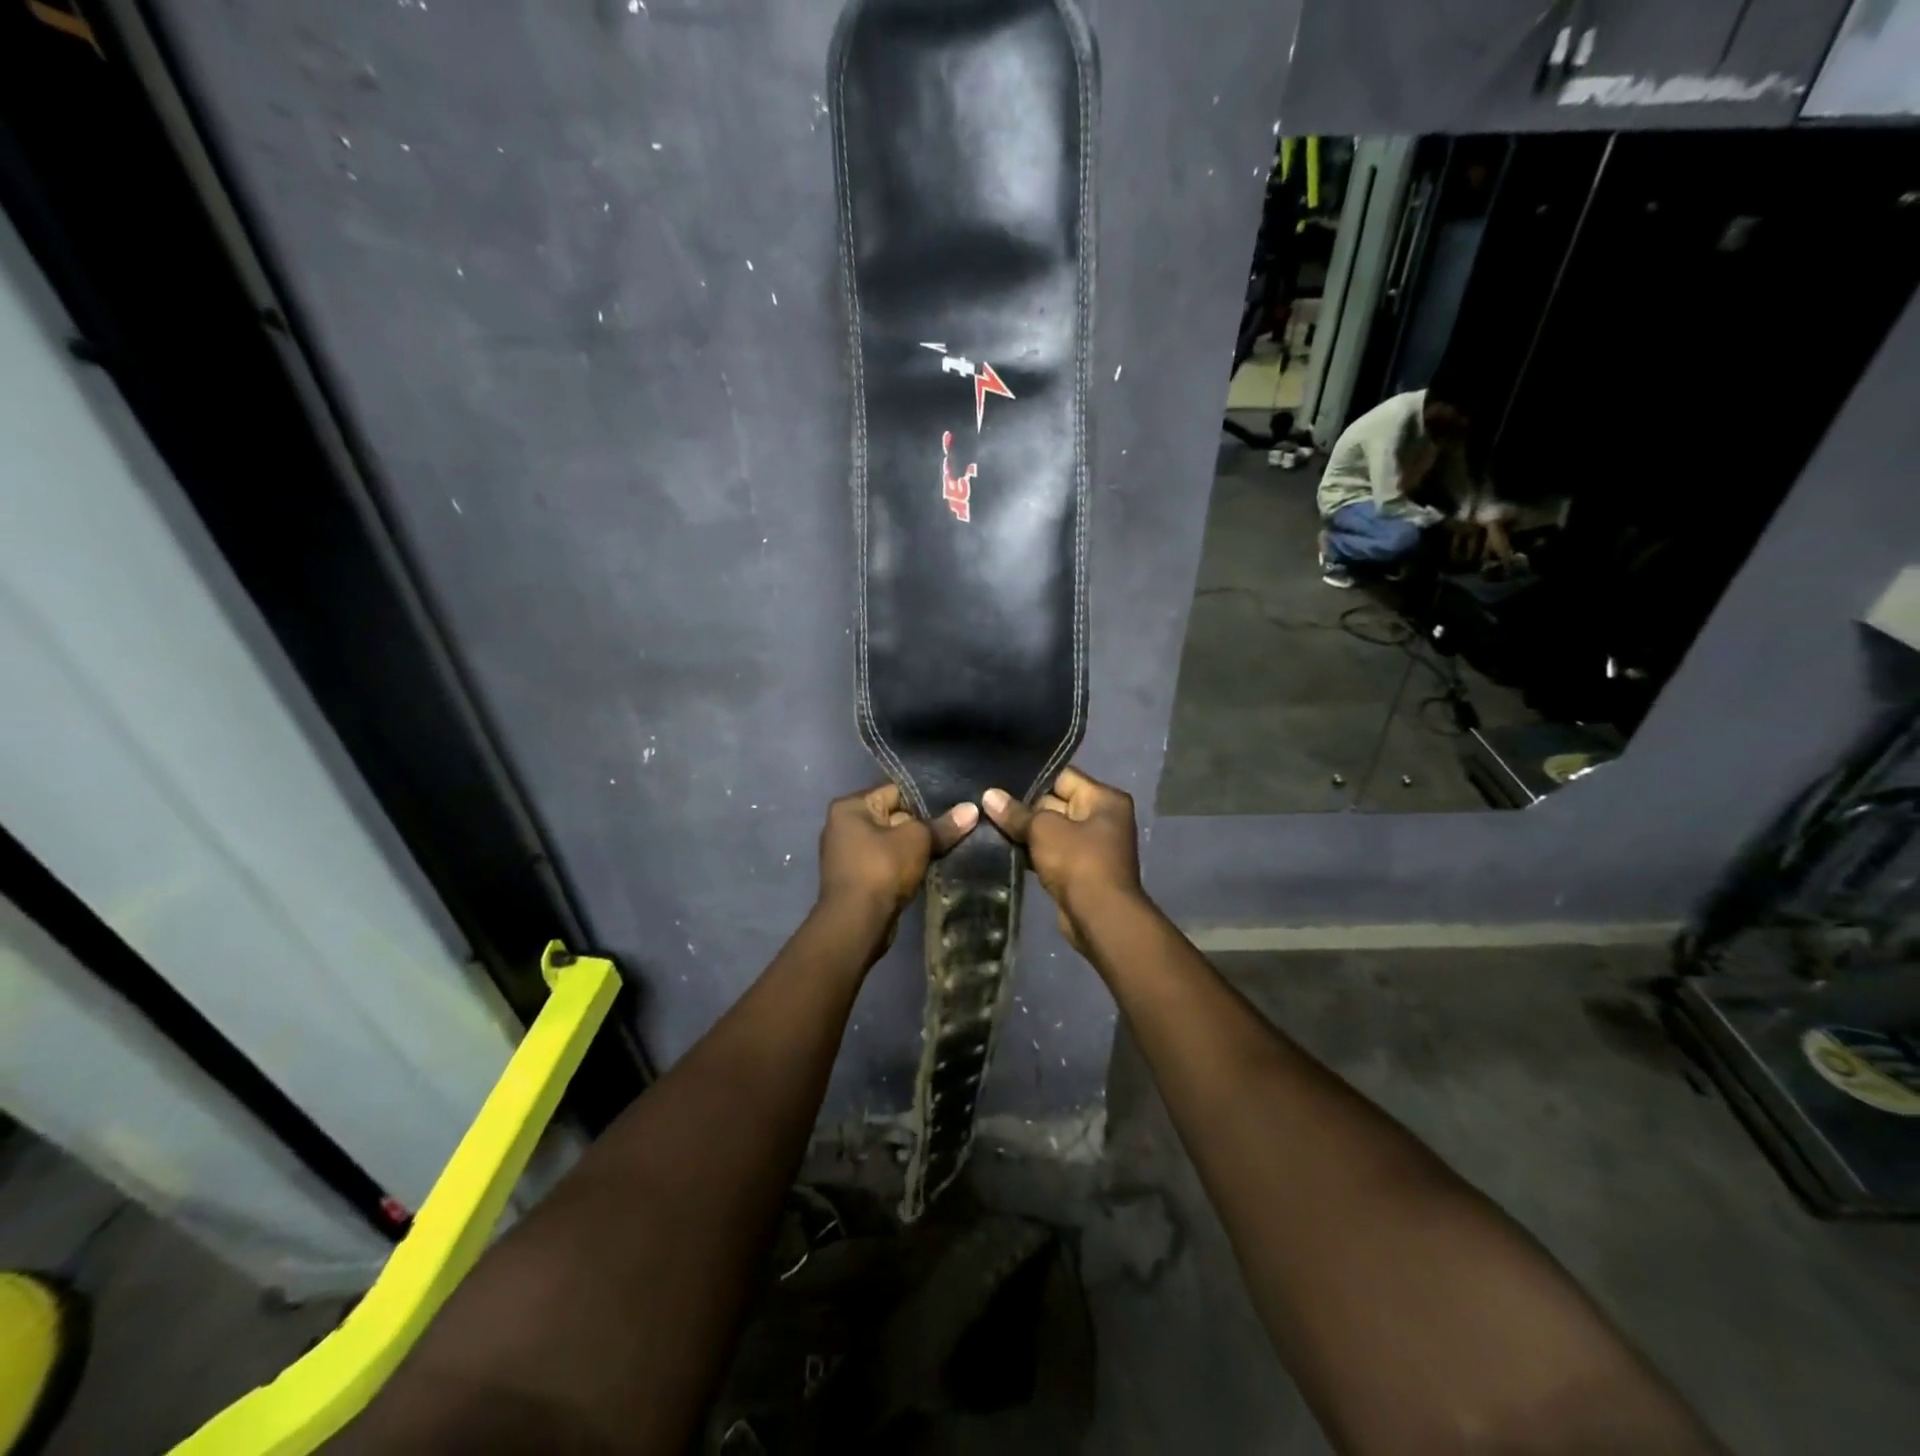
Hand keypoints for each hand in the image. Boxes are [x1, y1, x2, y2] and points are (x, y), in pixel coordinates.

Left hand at [816, 783, 977, 928]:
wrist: (856, 923)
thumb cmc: (881, 869)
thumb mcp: (917, 840)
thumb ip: (943, 825)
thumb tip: (972, 810)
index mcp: (850, 807)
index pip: (896, 791)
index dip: (926, 799)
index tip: (955, 807)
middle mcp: (843, 825)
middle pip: (894, 817)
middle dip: (923, 826)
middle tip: (956, 829)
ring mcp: (847, 854)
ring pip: (892, 843)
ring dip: (915, 850)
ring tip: (948, 849)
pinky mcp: (856, 879)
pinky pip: (887, 864)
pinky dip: (905, 867)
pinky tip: (930, 869)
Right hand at [981, 766, 1142, 953]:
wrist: (1099, 917)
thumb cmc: (1078, 862)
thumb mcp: (1043, 830)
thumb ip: (1016, 812)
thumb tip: (988, 795)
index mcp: (1104, 799)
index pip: (1062, 777)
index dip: (1031, 779)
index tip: (999, 781)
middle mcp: (1103, 818)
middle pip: (1056, 802)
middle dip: (1024, 807)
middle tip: (987, 804)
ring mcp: (1092, 846)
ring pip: (1051, 830)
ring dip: (1026, 832)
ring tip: (989, 825)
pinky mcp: (1080, 870)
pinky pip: (1051, 852)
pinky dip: (1032, 852)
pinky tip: (1003, 849)